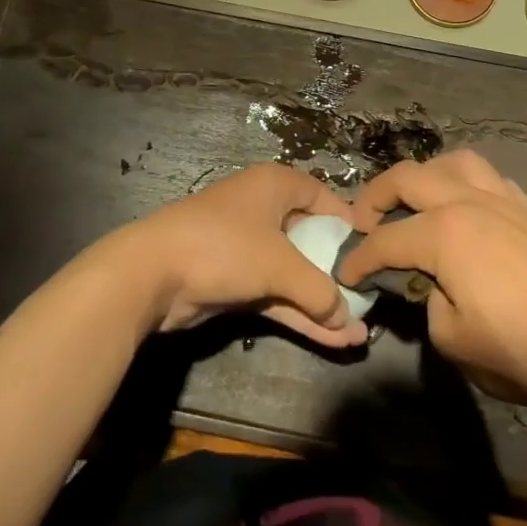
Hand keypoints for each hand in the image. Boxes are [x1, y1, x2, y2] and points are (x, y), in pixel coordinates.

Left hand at [109, 164, 369, 349]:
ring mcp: (247, 247)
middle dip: (338, 275)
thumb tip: (347, 317)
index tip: (374, 252)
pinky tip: (332, 340)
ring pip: (294, 274)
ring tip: (359, 334)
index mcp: (275, 185)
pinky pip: (276, 294)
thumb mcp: (280, 264)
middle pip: (311, 240)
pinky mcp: (234, 279)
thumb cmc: (224, 247)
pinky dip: (299, 314)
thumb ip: (319, 290)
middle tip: (370, 302)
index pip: (323, 197)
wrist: (152, 273)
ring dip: (322, 303)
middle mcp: (263, 210)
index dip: (349, 223)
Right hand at [340, 150, 526, 415]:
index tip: (346, 274)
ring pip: (452, 162)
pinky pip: (488, 178)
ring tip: (415, 201)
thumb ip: (425, 300)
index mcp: (443, 232)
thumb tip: (425, 284)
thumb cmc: (519, 350)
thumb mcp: (450, 338)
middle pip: (407, 178)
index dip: (359, 258)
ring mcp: (503, 200)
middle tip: (364, 224)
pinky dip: (464, 183)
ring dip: (424, 176)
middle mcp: (468, 202)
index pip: (385, 240)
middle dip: (375, 197)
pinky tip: (464, 207)